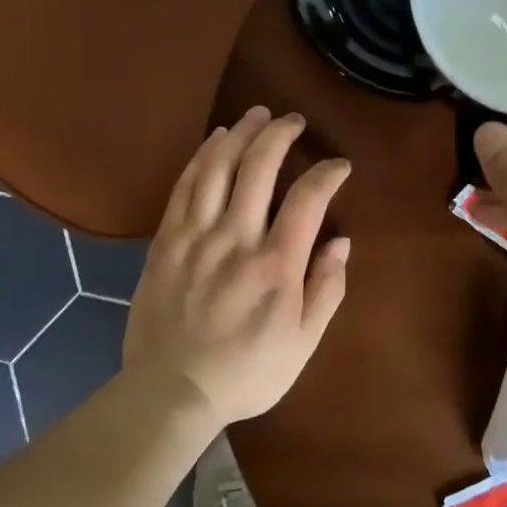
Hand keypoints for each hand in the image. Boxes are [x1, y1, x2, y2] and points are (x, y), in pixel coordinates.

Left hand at [123, 107, 351, 425]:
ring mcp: (195, 236)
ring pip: (218, 167)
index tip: (338, 165)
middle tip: (293, 120)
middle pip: (258, 167)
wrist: (171, 391)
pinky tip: (215, 140)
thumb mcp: (303, 343)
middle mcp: (236, 239)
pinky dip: (202, 156)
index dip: (327, 172)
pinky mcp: (166, 241)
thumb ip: (326, 289)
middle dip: (280, 134)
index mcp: (276, 265)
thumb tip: (341, 242)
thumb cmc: (246, 372)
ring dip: (240, 134)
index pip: (308, 198)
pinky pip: (184, 186)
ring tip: (256, 115)